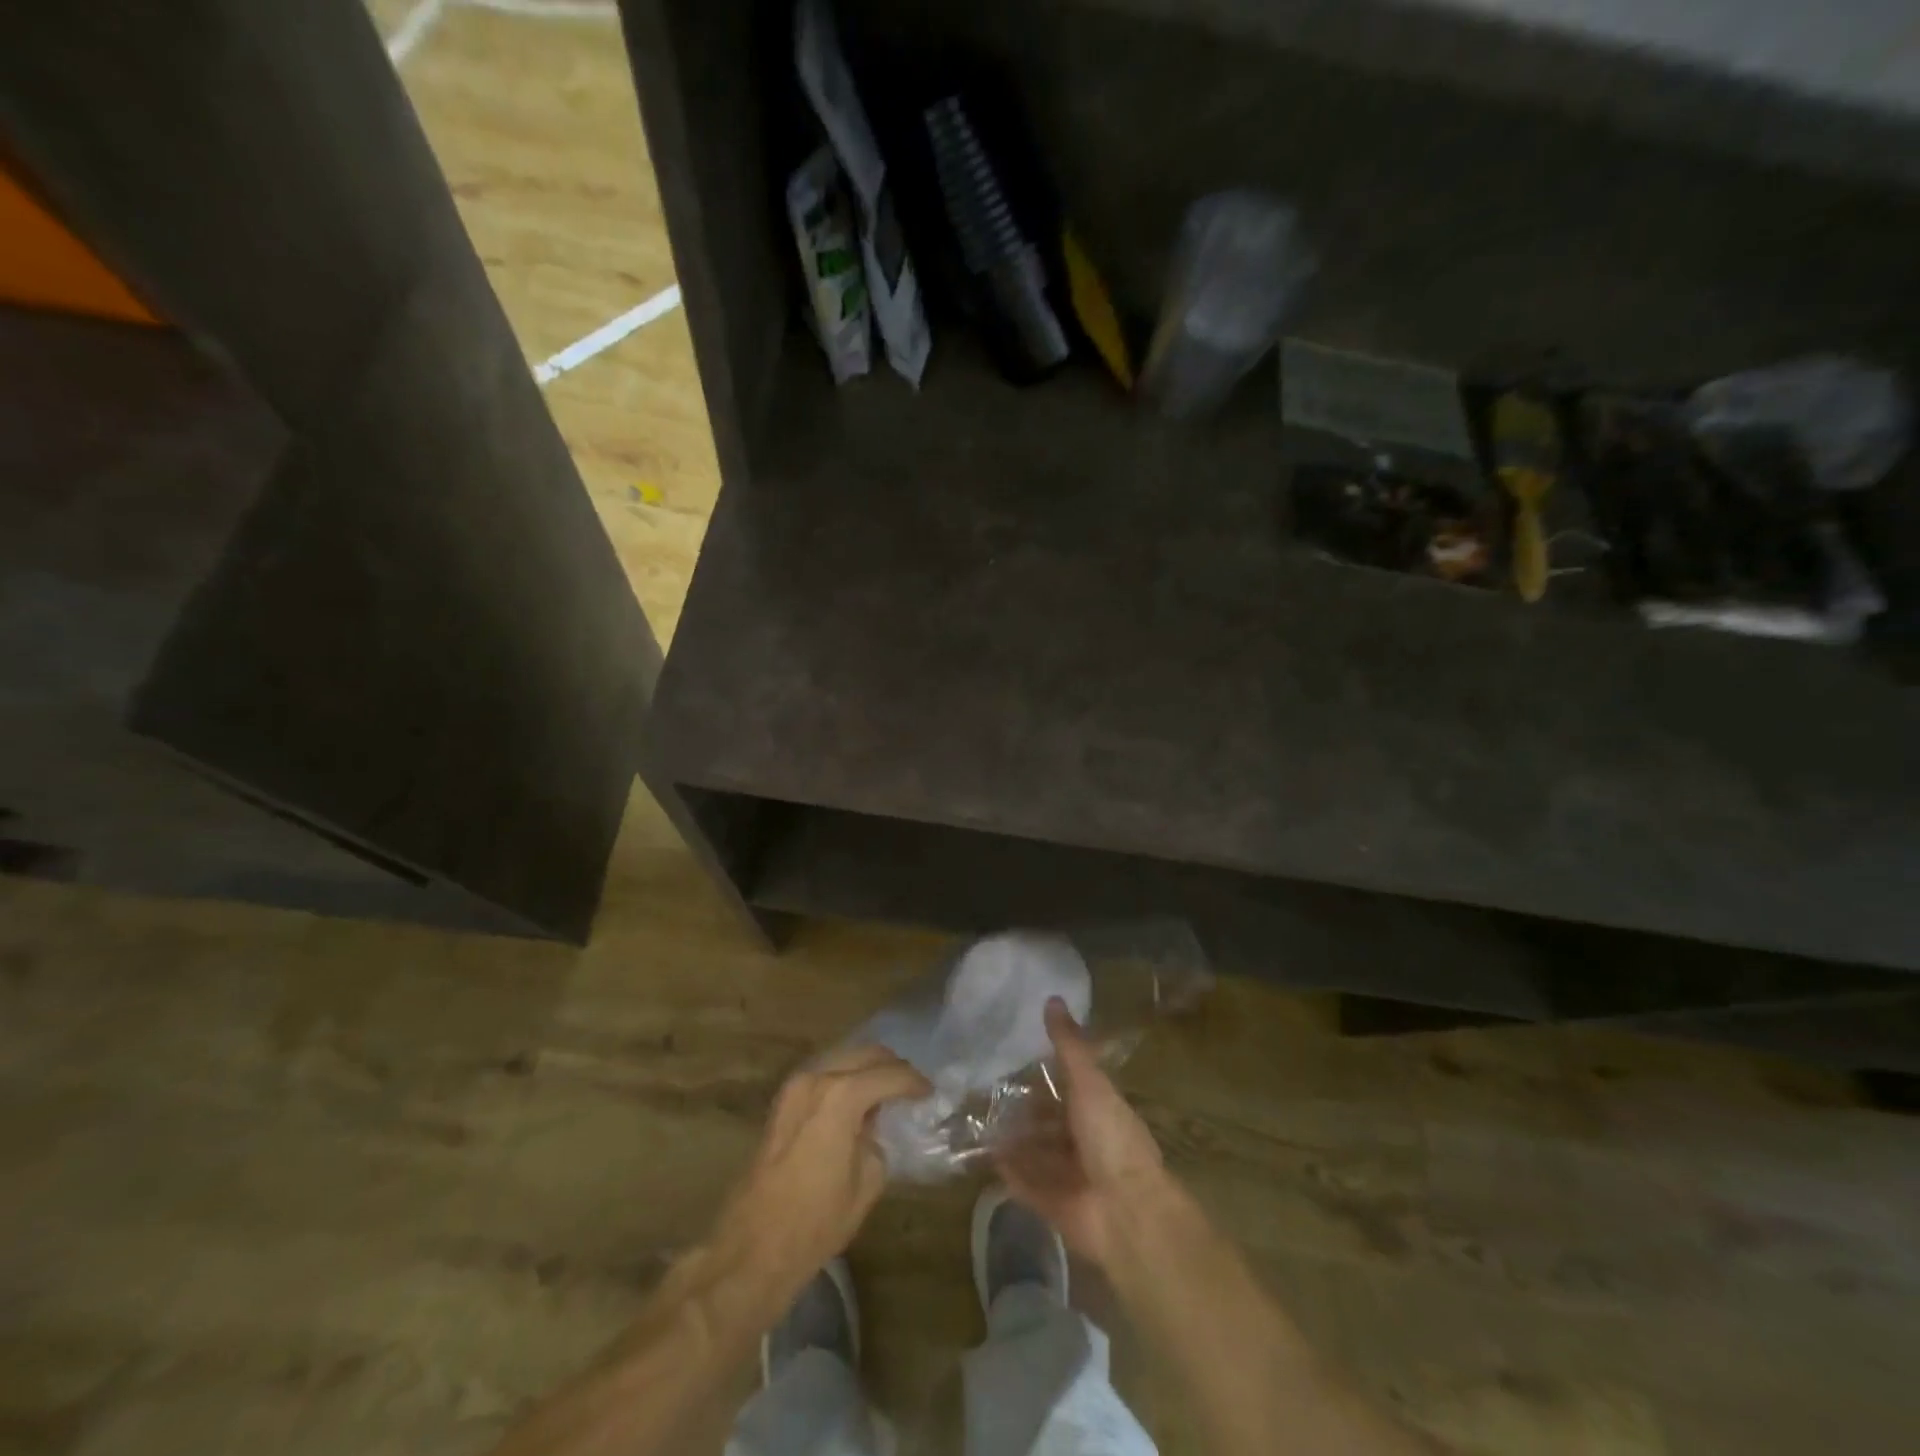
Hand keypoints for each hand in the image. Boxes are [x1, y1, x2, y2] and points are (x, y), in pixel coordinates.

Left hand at [713, 1044, 928, 1293]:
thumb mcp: (867, 1182)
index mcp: (842, 1095)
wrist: (754, 1246)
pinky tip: (857, 1100)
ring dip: (866, 1069)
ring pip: (842, 1058)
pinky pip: (823, 1073)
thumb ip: (878, 1140)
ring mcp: (795, 1085)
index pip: (890, 1075)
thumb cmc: (816, 1220)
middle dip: (891, 1066)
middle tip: (911, 1087)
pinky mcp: (782, 1100)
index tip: (930, 1092)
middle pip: (865, 1054)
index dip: (915, 1083)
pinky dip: (844, 1078)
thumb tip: (876, 1127)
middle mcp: (817, 1078)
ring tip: (886, 1091)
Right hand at [996, 998, 1181, 1269]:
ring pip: (1036, 1153)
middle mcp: (1085, 1142)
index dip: (1044, 1077)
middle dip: (1024, 1112)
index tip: (1012, 1062)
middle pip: (1049, 1123)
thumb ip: (1069, 1045)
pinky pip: (1027, 1185)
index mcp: (1099, 1111)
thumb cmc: (1111, 1138)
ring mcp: (1070, 1175)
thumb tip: (1053, 998)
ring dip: (1014, 1141)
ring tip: (979, 1123)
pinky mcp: (1054, 1204)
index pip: (1069, 1089)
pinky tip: (986, 1158)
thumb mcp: (1089, 1082)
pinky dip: (1009, 1173)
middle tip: (986, 1095)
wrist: (1125, 1211)